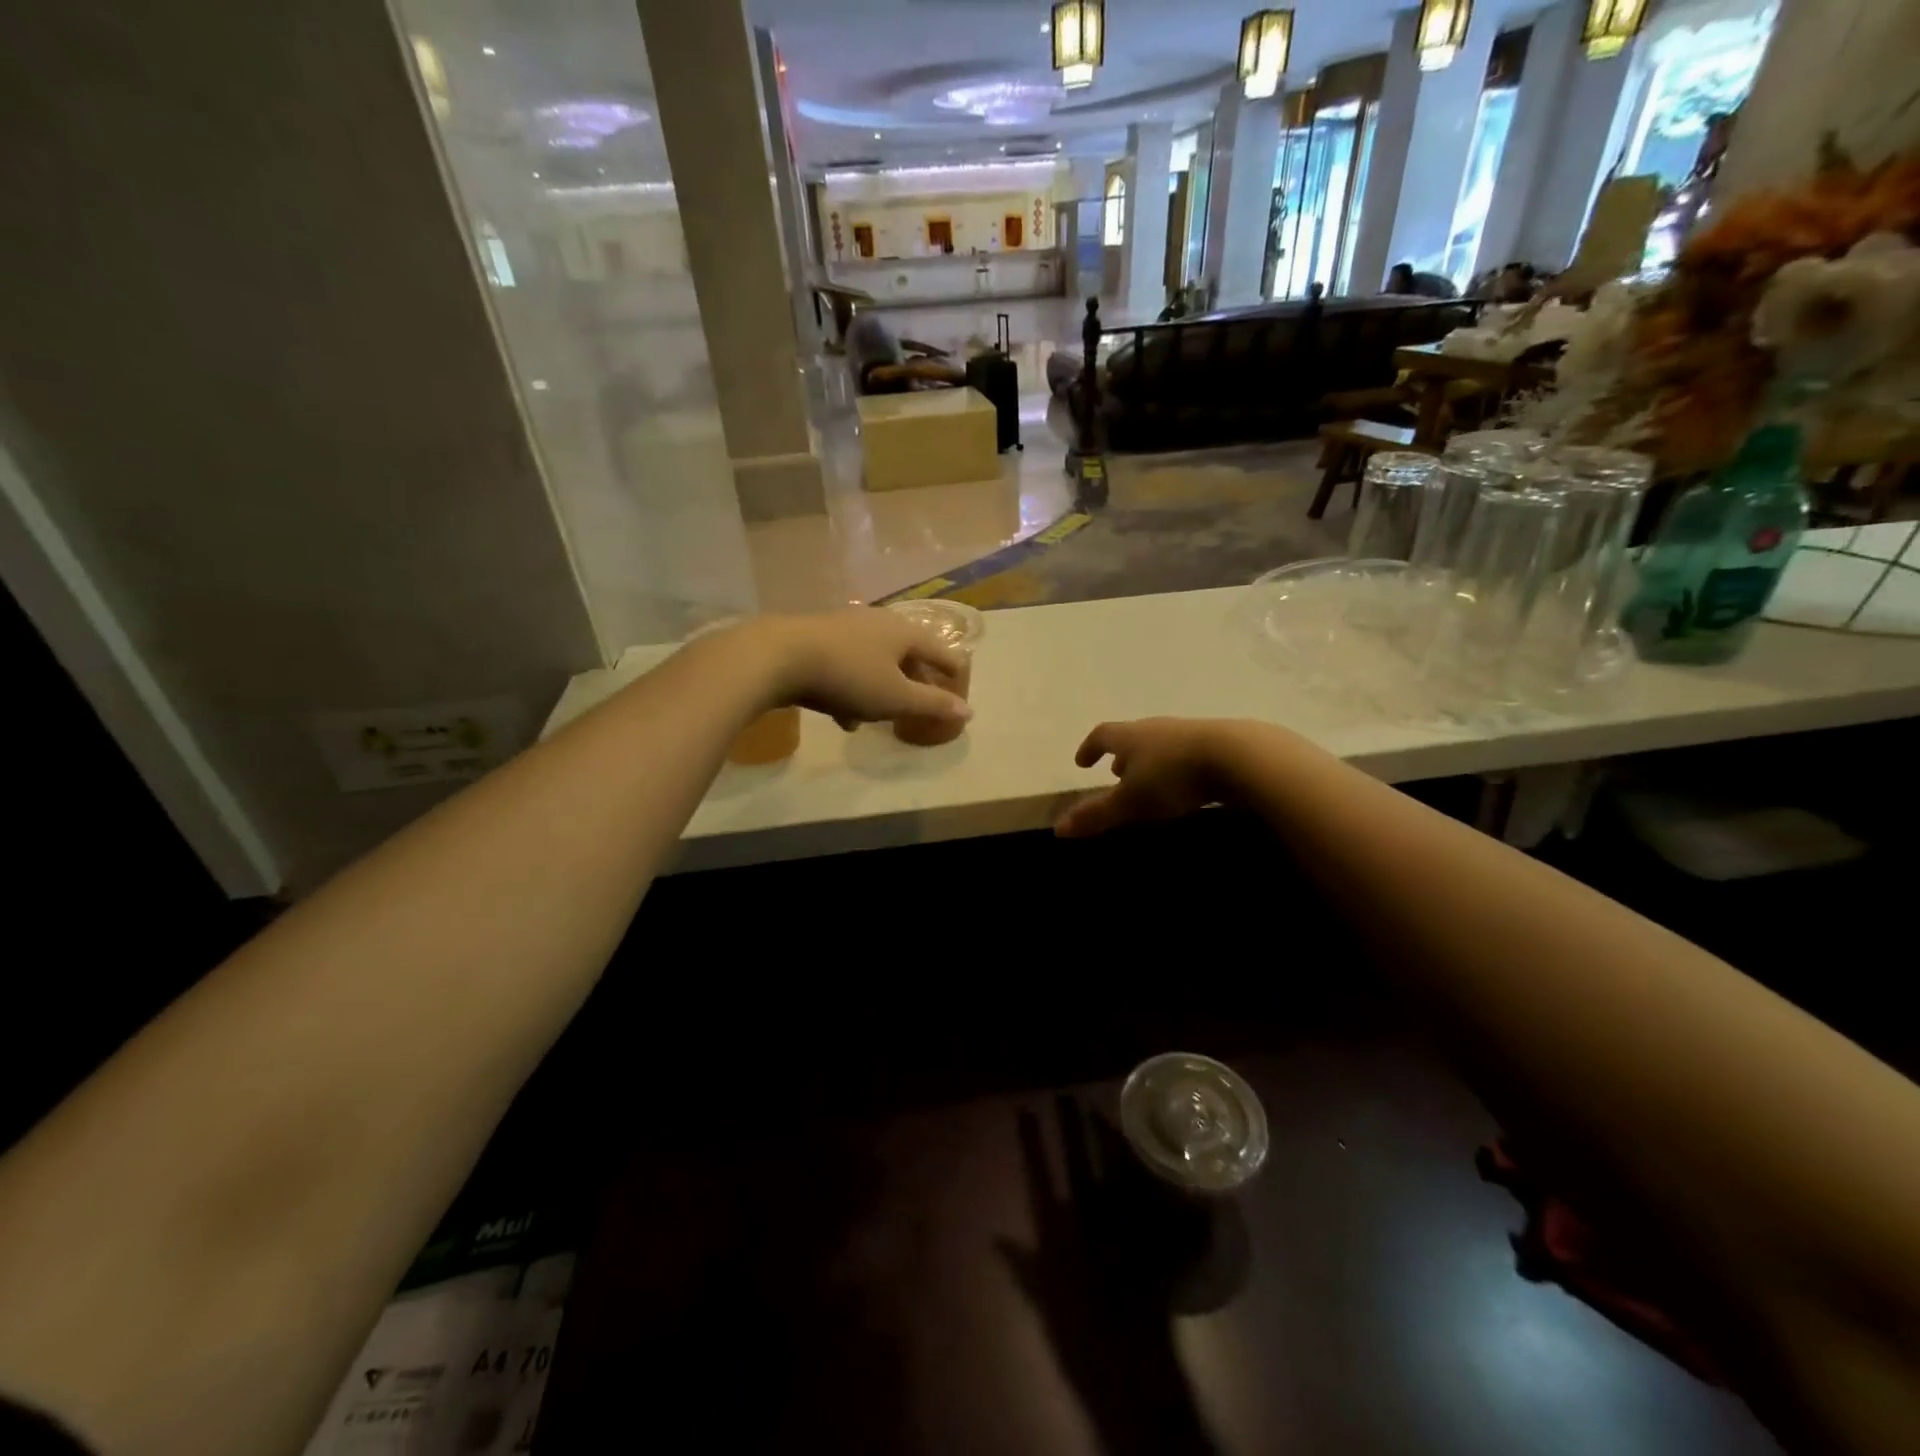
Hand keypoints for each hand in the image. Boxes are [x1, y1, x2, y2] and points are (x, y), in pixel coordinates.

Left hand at [752, 609, 972, 729]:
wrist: (778, 657)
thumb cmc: (849, 676)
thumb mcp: (896, 697)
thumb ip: (932, 704)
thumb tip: (968, 712)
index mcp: (902, 632)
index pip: (937, 648)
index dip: (951, 666)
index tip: (960, 679)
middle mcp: (876, 622)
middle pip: (904, 652)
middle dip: (913, 678)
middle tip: (922, 698)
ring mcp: (843, 629)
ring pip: (873, 661)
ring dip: (879, 688)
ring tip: (880, 717)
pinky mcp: (815, 640)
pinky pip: (845, 666)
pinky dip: (852, 689)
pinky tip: (844, 717)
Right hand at [1054, 719, 1244, 838]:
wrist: (1240, 757)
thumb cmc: (1173, 776)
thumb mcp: (1130, 801)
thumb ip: (1096, 814)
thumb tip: (1058, 828)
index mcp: (1131, 736)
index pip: (1102, 736)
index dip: (1089, 748)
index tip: (1082, 762)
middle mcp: (1157, 729)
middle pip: (1133, 738)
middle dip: (1122, 756)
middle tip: (1116, 774)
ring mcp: (1190, 733)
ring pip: (1161, 745)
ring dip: (1150, 762)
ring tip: (1150, 781)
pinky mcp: (1219, 744)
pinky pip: (1188, 753)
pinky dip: (1177, 767)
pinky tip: (1186, 784)